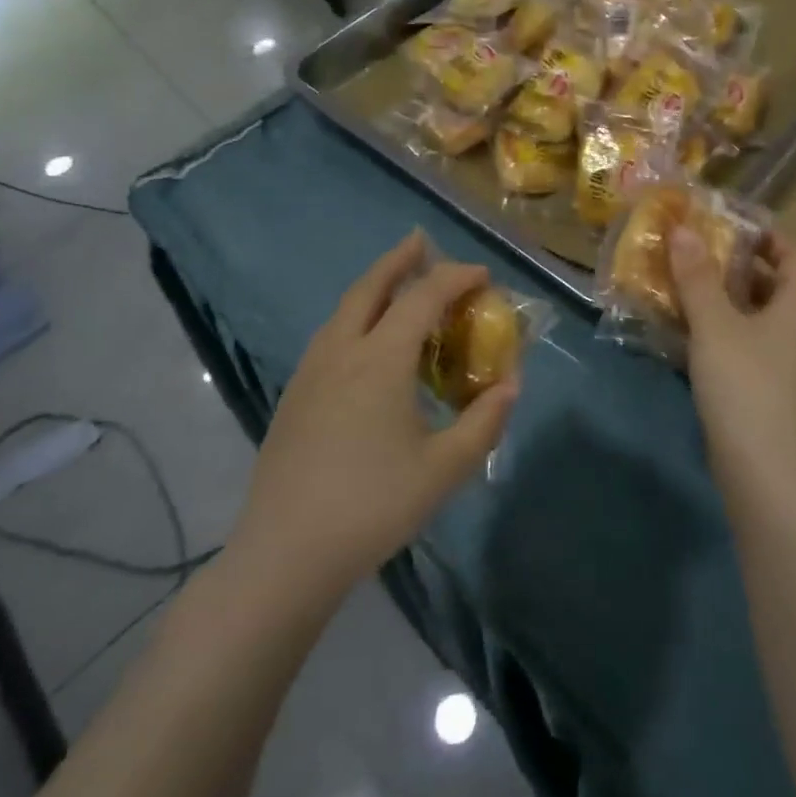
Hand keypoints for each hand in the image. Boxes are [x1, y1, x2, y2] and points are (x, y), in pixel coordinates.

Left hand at [231, 232, 517, 599]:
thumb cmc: (372, 507)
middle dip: (400, 259)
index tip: (483, 276)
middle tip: (421, 241)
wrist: (284, 555)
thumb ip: (484, 422)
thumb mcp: (443, 470)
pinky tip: (365, 342)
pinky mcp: (294, 396)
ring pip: (345, 309)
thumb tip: (511, 385)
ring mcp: (310, 372)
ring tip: (397, 284)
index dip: (456, 278)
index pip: (423, 297)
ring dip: (374, 285)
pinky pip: (331, 334)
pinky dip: (356, 315)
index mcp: (380, 359)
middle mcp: (342, 351)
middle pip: (371, 286)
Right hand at [670, 227, 795, 490]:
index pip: (792, 255)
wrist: (759, 466)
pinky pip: (742, 341)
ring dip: (721, 296)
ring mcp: (781, 361)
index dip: (765, 235)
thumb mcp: (715, 323)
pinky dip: (718, 327)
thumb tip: (683, 229)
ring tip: (682, 281)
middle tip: (695, 248)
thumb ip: (697, 276)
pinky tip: (684, 327)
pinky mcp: (763, 386)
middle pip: (770, 283)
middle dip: (734, 263)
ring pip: (752, 314)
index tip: (728, 222)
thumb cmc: (743, 382)